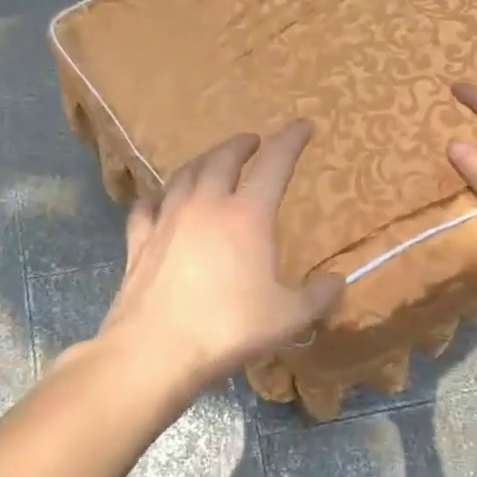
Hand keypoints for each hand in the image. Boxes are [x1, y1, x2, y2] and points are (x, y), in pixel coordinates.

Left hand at [99, 120, 343, 387]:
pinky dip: (157, 198)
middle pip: (222, 159)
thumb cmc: (229, 328)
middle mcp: (205, 206)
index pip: (274, 164)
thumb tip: (337, 281)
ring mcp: (167, 221)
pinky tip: (158, 201)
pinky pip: (146, 208)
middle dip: (241, 145)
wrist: (156, 350)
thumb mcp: (288, 317)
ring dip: (202, 162)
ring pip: (184, 176)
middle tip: (252, 141)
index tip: (302, 125)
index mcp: (247, 216)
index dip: (290, 141)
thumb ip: (318, 296)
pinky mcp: (139, 243)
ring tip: (211, 162)